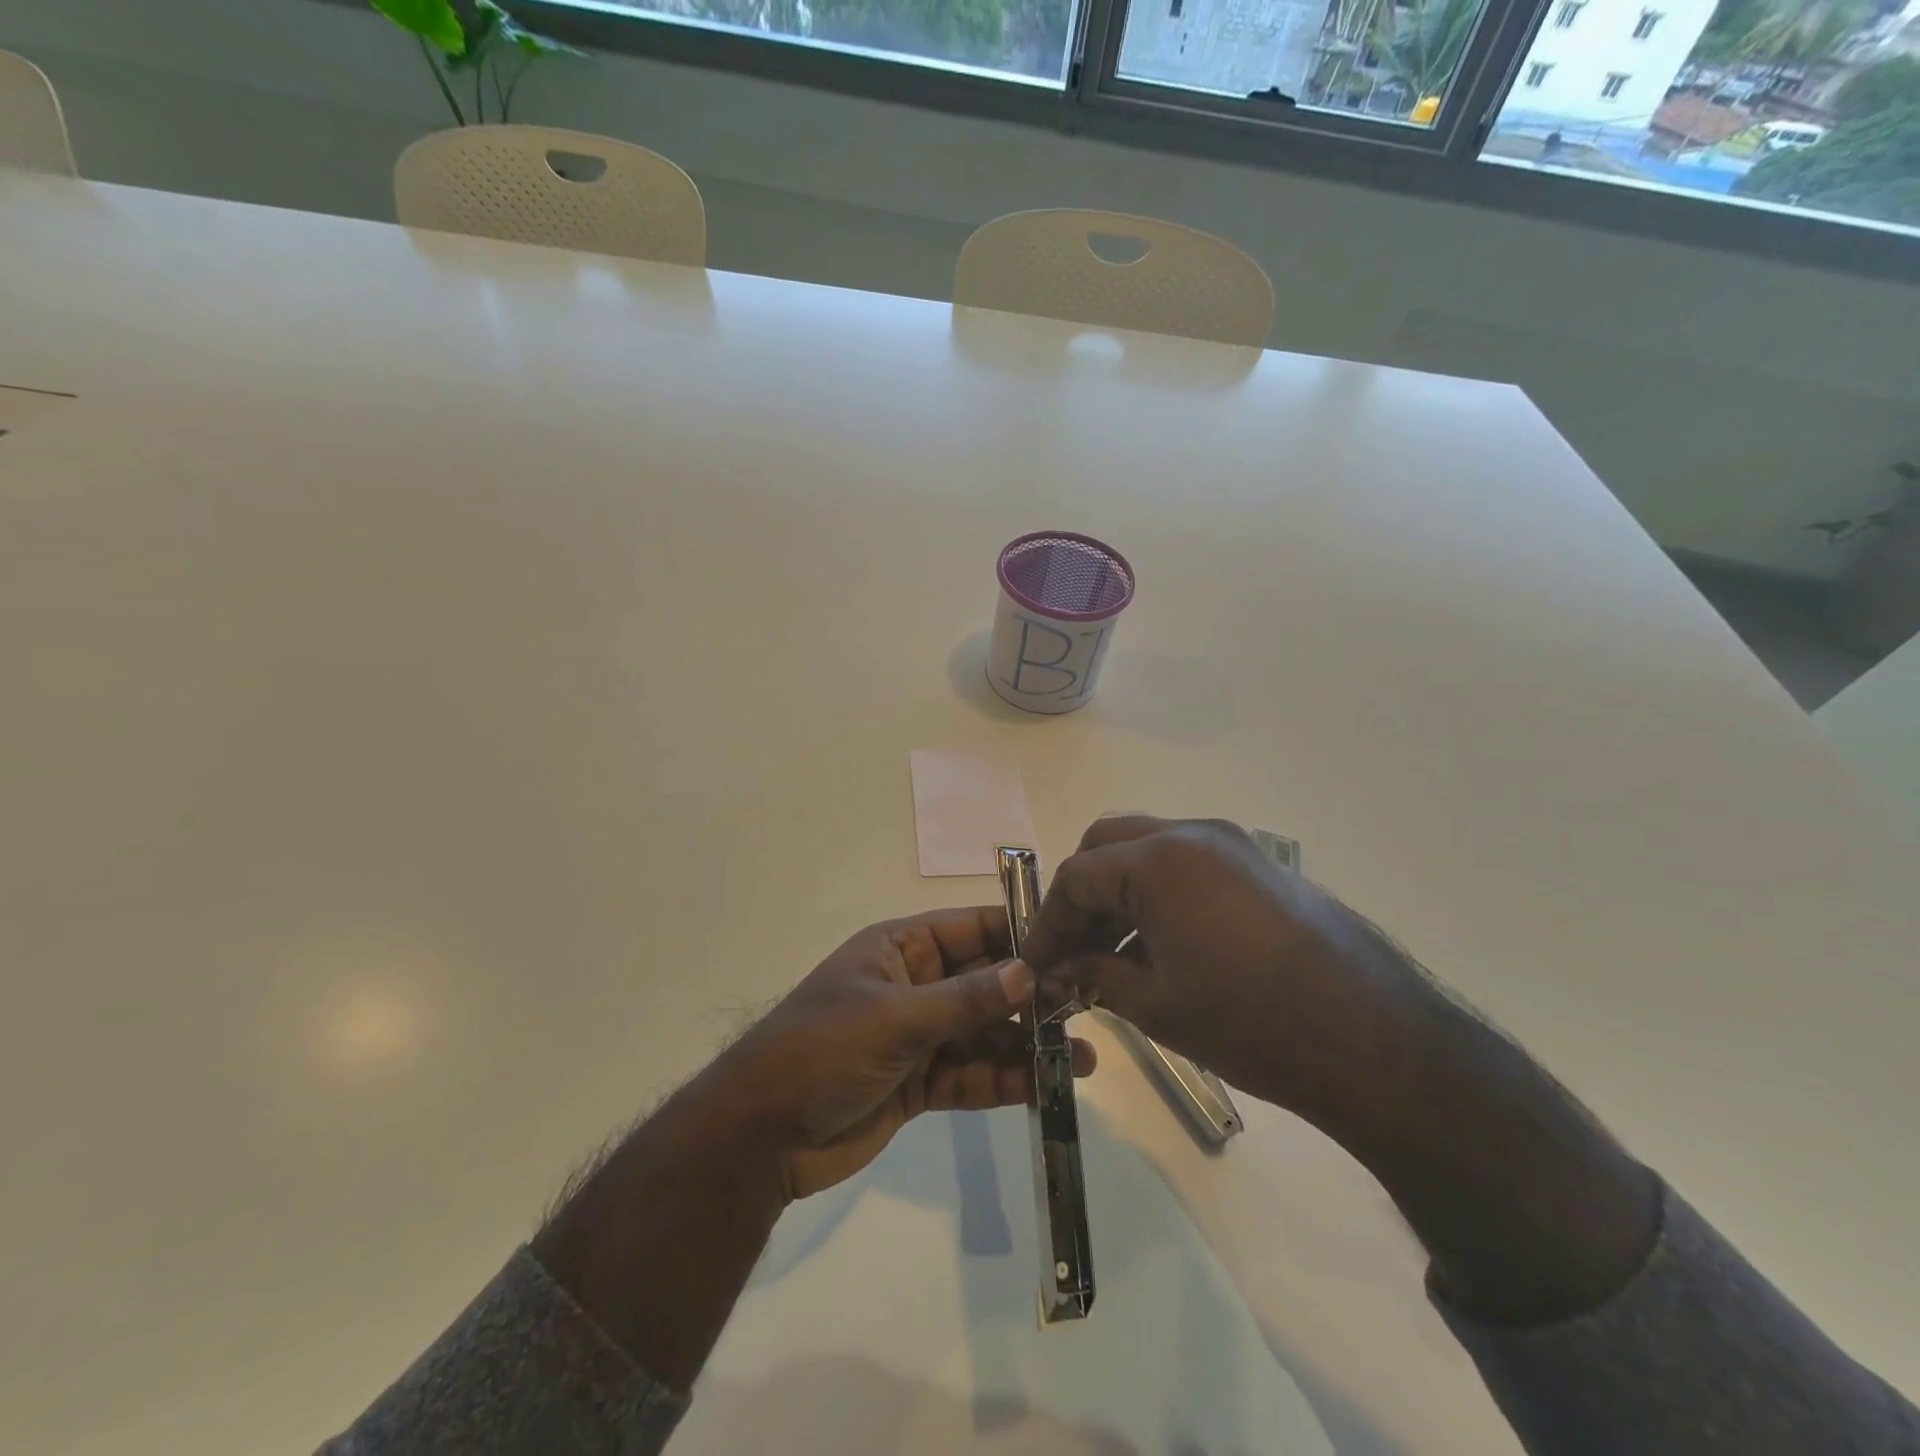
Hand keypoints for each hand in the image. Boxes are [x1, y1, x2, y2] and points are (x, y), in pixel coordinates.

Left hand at [712, 906, 1095, 1200]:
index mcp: (902, 949)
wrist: (761, 1136)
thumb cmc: (821, 1051)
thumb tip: (1028, 972)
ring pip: (985, 1032)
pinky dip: (1005, 1079)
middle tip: (1088, 1008)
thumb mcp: (894, 1018)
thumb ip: (964, 999)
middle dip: (1032, 996)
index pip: (972, 929)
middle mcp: (917, 985)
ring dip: (1028, 1044)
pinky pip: (972, 1073)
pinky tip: (1045, 1086)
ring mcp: (920, 1035)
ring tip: (1082, 1059)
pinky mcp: (921, 1082)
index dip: (1019, 934)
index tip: (1072, 944)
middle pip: (986, 982)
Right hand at [1021, 815, 1434, 1140]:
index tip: (1036, 964)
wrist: (1375, 1042)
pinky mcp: (1261, 867)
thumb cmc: (1250, 1024)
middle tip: (1071, 948)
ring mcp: (1233, 845)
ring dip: (1120, 893)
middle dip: (1081, 895)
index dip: (1048, 922)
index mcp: (1159, 860)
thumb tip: (1056, 975)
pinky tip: (1159, 947)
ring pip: (1149, 850)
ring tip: (1111, 955)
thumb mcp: (1156, 1005)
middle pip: (1109, 845)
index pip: (1077, 876)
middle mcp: (1193, 834)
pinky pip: (1189, 865)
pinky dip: (1159, 895)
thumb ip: (1094, 977)